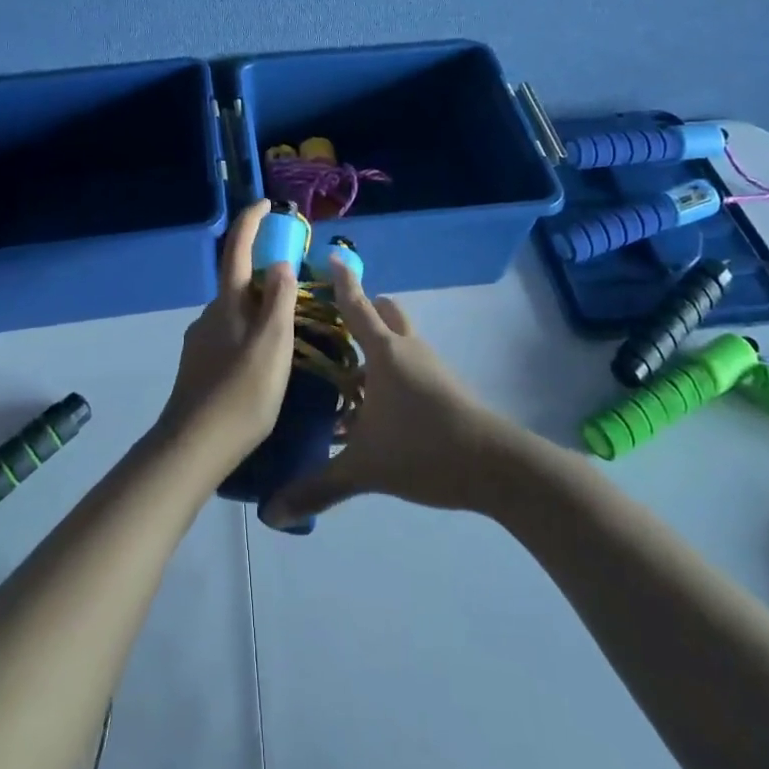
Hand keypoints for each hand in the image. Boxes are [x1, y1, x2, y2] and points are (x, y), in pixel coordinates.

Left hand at [155, 201, 297, 480]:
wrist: (194, 446)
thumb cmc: (241, 392)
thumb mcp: (272, 344)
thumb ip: (278, 301)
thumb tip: (279, 263)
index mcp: (228, 303)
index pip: (238, 249)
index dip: (251, 222)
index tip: (266, 203)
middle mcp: (211, 314)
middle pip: (239, 282)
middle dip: (265, 274)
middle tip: (298, 286)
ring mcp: (202, 341)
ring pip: (236, 312)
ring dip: (259, 309)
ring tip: (289, 330)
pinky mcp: (200, 366)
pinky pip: (231, 335)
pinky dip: (250, 333)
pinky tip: (264, 361)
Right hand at [259, 263, 517, 529]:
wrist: (496, 467)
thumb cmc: (424, 449)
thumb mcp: (364, 469)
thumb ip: (318, 488)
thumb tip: (271, 513)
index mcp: (385, 352)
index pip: (356, 306)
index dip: (343, 281)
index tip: (333, 256)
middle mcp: (408, 349)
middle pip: (386, 313)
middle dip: (364, 310)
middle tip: (334, 324)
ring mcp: (430, 367)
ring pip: (400, 339)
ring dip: (377, 344)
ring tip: (347, 371)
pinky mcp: (445, 387)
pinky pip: (411, 364)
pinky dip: (391, 371)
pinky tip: (375, 407)